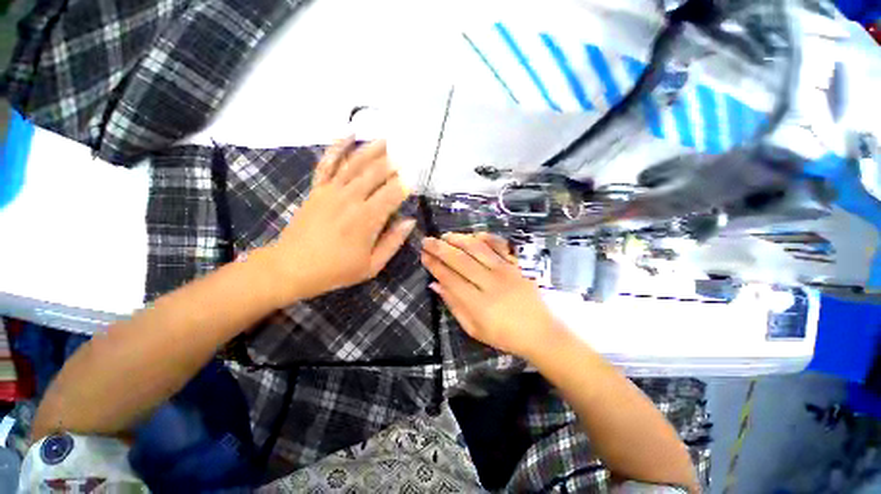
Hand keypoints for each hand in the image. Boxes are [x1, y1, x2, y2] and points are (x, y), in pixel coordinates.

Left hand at [264, 137, 414, 304]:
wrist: (292, 267)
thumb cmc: (336, 270)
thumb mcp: (372, 265)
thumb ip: (393, 242)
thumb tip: (410, 221)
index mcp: (368, 219)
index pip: (393, 193)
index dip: (407, 184)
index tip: (416, 178)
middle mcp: (352, 198)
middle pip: (376, 173)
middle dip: (394, 163)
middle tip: (407, 154)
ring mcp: (332, 190)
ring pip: (356, 163)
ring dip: (373, 149)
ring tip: (387, 139)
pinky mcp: (317, 188)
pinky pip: (328, 162)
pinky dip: (338, 146)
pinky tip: (349, 133)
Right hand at [420, 232, 561, 359]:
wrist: (541, 332)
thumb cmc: (505, 335)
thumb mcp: (474, 329)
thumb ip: (454, 305)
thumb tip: (435, 284)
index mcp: (478, 304)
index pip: (450, 278)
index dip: (434, 265)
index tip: (423, 255)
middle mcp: (490, 283)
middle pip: (460, 260)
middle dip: (440, 248)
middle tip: (427, 241)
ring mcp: (505, 271)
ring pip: (477, 249)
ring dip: (459, 239)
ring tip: (445, 236)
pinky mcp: (515, 265)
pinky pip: (499, 246)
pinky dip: (486, 238)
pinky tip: (474, 235)